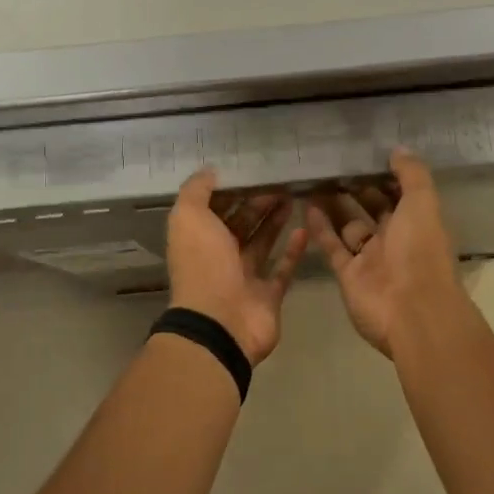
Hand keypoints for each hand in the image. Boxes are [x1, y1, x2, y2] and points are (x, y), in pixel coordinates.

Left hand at [166, 171, 306, 364]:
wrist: (220, 323)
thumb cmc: (203, 265)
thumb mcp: (189, 218)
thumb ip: (196, 191)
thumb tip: (210, 170)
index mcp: (197, 239)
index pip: (214, 208)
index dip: (230, 190)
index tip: (252, 171)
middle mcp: (219, 257)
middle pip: (240, 224)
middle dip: (257, 203)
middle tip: (280, 182)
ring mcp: (244, 278)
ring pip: (262, 242)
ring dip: (274, 221)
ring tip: (292, 197)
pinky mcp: (268, 295)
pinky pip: (282, 269)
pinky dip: (293, 251)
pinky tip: (304, 229)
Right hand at [307, 149, 460, 356]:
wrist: (410, 311)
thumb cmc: (420, 252)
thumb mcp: (422, 204)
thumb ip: (412, 175)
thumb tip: (398, 149)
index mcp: (417, 222)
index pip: (400, 193)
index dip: (384, 175)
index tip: (363, 154)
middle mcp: (395, 239)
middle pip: (372, 209)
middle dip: (355, 189)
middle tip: (331, 164)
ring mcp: (370, 258)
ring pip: (349, 226)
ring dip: (334, 206)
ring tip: (314, 180)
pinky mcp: (348, 274)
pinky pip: (333, 246)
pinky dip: (320, 228)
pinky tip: (307, 206)